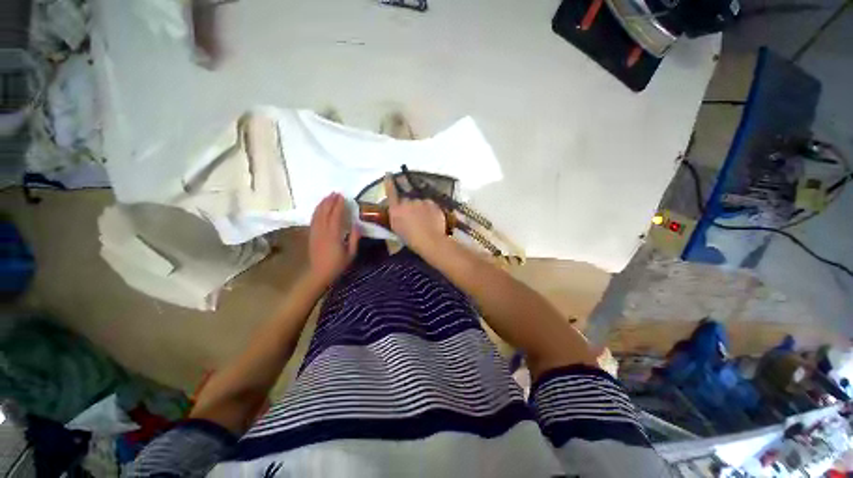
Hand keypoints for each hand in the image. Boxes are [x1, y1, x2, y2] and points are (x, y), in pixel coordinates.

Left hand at [308, 193, 360, 286]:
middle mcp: (323, 231)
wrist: (319, 273)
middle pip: (325, 212)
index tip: (343, 197)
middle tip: (336, 193)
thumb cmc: (338, 265)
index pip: (336, 216)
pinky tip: (320, 207)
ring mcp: (315, 232)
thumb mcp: (351, 253)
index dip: (339, 206)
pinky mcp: (311, 235)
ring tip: (328, 196)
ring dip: (322, 204)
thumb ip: (355, 238)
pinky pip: (313, 219)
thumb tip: (357, 225)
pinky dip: (317, 211)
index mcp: (334, 235)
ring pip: (318, 214)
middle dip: (330, 201)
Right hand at [384, 174, 446, 254]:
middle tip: (414, 216)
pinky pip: (429, 204)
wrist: (431, 240)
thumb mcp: (397, 228)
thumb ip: (395, 215)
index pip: (391, 192)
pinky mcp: (433, 203)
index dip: (389, 182)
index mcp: (396, 209)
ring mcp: (421, 201)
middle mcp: (408, 202)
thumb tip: (396, 208)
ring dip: (420, 207)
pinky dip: (429, 210)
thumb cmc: (411, 239)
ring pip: (419, 201)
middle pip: (407, 198)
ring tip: (424, 220)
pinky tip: (431, 219)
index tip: (388, 174)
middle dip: (409, 204)